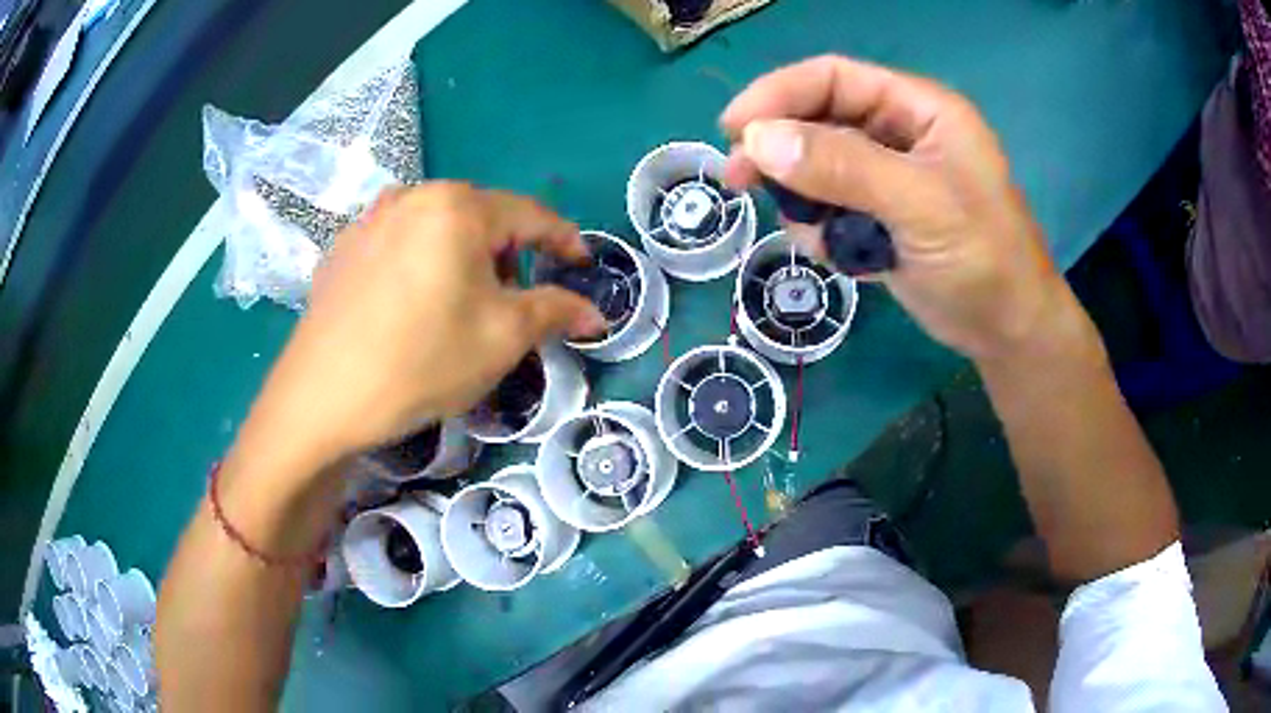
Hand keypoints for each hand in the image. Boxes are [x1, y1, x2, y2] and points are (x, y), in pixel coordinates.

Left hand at [239, 183, 604, 472]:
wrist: (322, 397)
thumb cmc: (422, 360)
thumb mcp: (502, 337)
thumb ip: (555, 311)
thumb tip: (596, 312)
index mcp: (458, 206)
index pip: (530, 215)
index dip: (564, 240)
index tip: (582, 264)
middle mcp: (412, 195)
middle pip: (481, 219)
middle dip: (508, 256)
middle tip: (514, 302)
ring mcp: (370, 219)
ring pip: (438, 230)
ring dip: (464, 260)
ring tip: (460, 307)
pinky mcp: (343, 248)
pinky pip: (400, 244)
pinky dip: (422, 266)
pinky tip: (411, 309)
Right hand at [720, 56, 1074, 361]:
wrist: (1007, 333)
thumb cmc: (984, 261)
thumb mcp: (920, 206)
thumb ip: (843, 168)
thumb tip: (757, 140)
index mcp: (918, 110)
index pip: (835, 77)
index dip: (780, 93)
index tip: (734, 129)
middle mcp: (899, 133)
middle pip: (818, 118)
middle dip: (778, 147)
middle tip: (738, 180)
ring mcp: (887, 177)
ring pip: (816, 165)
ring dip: (800, 196)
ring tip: (811, 234)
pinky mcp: (879, 217)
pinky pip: (828, 207)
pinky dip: (820, 229)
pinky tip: (839, 256)